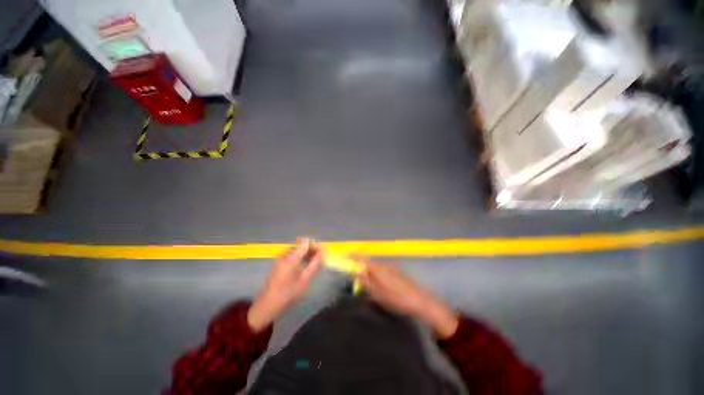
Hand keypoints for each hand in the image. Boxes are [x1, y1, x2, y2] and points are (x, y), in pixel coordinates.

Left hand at [248, 238, 321, 331]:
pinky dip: (299, 257)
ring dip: (305, 253)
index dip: (314, 245)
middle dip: (311, 249)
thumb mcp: (305, 279)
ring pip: (296, 250)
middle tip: (319, 259)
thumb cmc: (288, 293)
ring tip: (313, 262)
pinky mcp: (278, 263)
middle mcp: (284, 254)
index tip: (321, 252)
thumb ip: (314, 264)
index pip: (305, 242)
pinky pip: (291, 255)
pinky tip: (303, 266)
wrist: (268, 304)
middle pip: (300, 245)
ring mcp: (280, 258)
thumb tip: (322, 252)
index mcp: (291, 258)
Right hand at [357, 262, 458, 338]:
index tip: (346, 256)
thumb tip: (356, 274)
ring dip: (371, 276)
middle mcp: (384, 265)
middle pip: (369, 264)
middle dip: (362, 271)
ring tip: (371, 289)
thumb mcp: (377, 293)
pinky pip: (383, 272)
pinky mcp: (397, 273)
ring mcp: (391, 268)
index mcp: (378, 268)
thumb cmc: (396, 298)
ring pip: (376, 269)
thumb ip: (365, 282)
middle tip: (359, 283)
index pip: (362, 259)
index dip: (354, 257)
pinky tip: (382, 289)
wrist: (419, 300)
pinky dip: (378, 278)